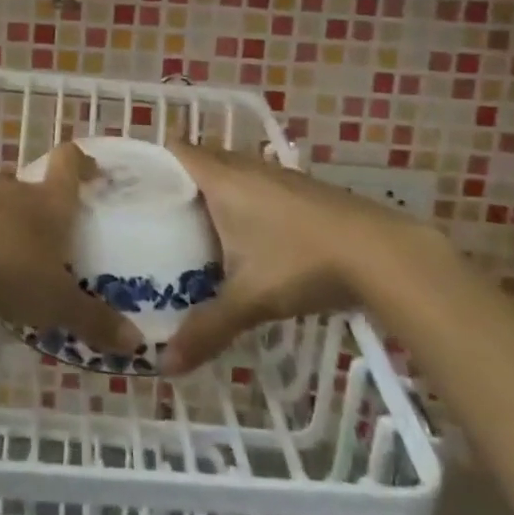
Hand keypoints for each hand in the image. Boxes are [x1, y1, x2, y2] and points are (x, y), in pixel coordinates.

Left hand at [0, 142, 143, 355]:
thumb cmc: (14, 273)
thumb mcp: (60, 303)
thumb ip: (96, 320)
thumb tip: (135, 343)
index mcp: (50, 201)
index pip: (67, 161)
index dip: (81, 161)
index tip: (92, 172)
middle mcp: (17, 194)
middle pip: (31, 181)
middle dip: (43, 199)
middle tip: (55, 228)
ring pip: (1, 202)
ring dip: (11, 219)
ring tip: (21, 252)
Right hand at [162, 139, 419, 373]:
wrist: (381, 252)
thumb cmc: (301, 261)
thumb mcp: (250, 299)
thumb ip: (207, 329)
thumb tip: (165, 365)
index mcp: (222, 179)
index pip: (177, 149)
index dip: (153, 160)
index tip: (132, 186)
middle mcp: (246, 167)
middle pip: (202, 159)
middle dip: (179, 182)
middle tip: (156, 217)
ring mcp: (277, 175)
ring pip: (232, 173)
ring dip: (214, 193)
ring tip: (194, 229)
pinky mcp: (301, 189)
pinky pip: (256, 185)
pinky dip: (242, 201)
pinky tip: (245, 238)